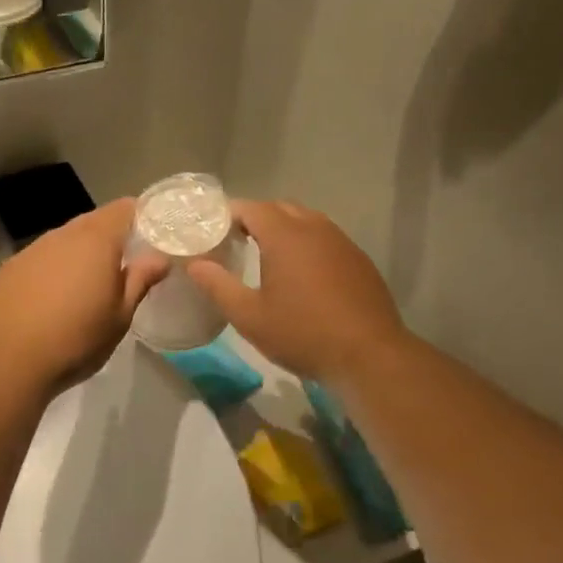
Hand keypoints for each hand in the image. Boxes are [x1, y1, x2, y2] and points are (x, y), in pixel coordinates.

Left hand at [0, 199, 169, 396]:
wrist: (7, 362)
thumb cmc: (76, 340)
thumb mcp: (120, 317)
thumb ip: (140, 281)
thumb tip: (159, 258)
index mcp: (96, 241)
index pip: (124, 209)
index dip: (141, 215)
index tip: (153, 233)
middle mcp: (62, 236)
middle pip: (93, 222)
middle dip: (111, 236)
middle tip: (126, 262)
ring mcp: (31, 250)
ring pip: (64, 240)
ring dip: (80, 253)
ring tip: (89, 283)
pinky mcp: (9, 269)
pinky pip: (41, 259)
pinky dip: (54, 269)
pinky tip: (53, 298)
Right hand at [187, 200, 410, 386]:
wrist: (369, 355)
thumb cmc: (302, 334)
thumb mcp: (249, 316)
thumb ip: (218, 285)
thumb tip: (194, 264)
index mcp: (285, 235)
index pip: (251, 207)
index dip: (228, 214)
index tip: (211, 230)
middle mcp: (315, 228)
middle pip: (280, 208)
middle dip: (255, 218)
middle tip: (234, 241)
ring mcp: (342, 242)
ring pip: (307, 221)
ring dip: (284, 230)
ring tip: (265, 255)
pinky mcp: (359, 260)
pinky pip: (326, 239)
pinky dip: (307, 245)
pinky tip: (302, 274)